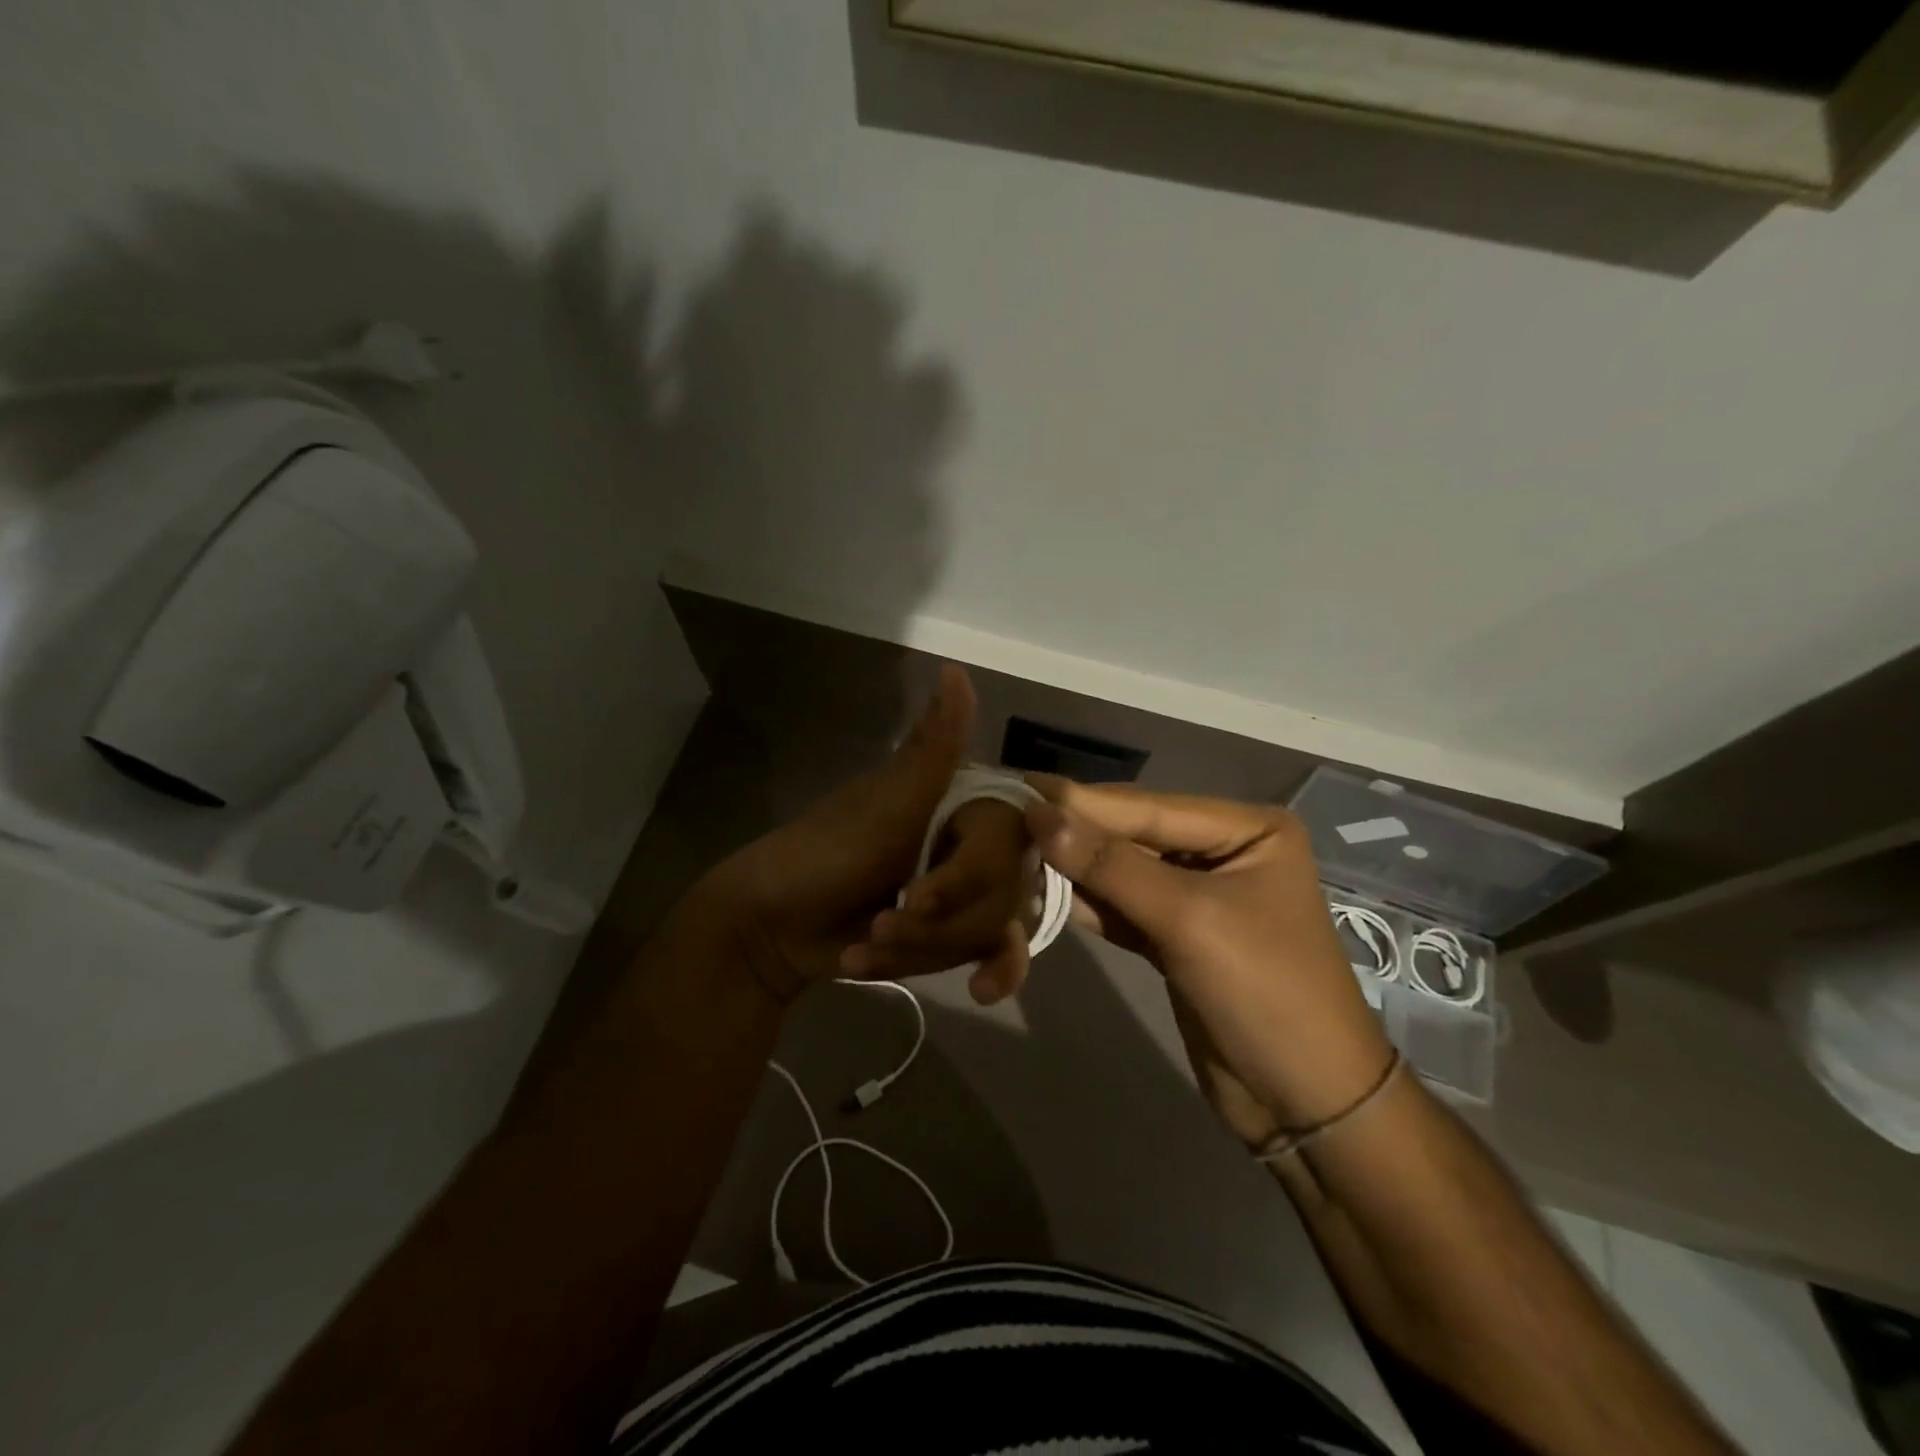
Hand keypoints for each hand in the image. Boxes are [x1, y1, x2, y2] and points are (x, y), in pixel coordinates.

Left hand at [695, 665, 1019, 1002]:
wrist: (771, 927)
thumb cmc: (824, 854)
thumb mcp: (884, 805)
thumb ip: (931, 747)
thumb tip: (957, 668)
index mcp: (957, 802)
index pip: (1010, 840)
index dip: (973, 876)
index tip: (923, 894)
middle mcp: (969, 841)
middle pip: (1004, 896)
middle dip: (936, 925)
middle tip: (881, 922)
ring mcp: (963, 891)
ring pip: (990, 931)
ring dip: (924, 950)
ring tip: (867, 945)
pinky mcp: (950, 933)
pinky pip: (984, 955)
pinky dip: (955, 969)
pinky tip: (968, 991)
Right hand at [1024, 777, 1393, 1131]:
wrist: (1307, 1104)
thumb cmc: (1265, 994)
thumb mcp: (1189, 920)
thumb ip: (1111, 866)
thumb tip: (1039, 815)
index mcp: (1247, 829)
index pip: (1148, 806)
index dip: (1080, 801)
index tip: (1017, 789)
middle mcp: (1223, 850)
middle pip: (1133, 833)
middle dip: (1073, 832)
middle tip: (1004, 817)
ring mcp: (1198, 894)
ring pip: (1123, 870)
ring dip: (1072, 868)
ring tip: (1009, 851)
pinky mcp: (1176, 936)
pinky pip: (1123, 907)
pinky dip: (1086, 903)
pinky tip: (1039, 892)